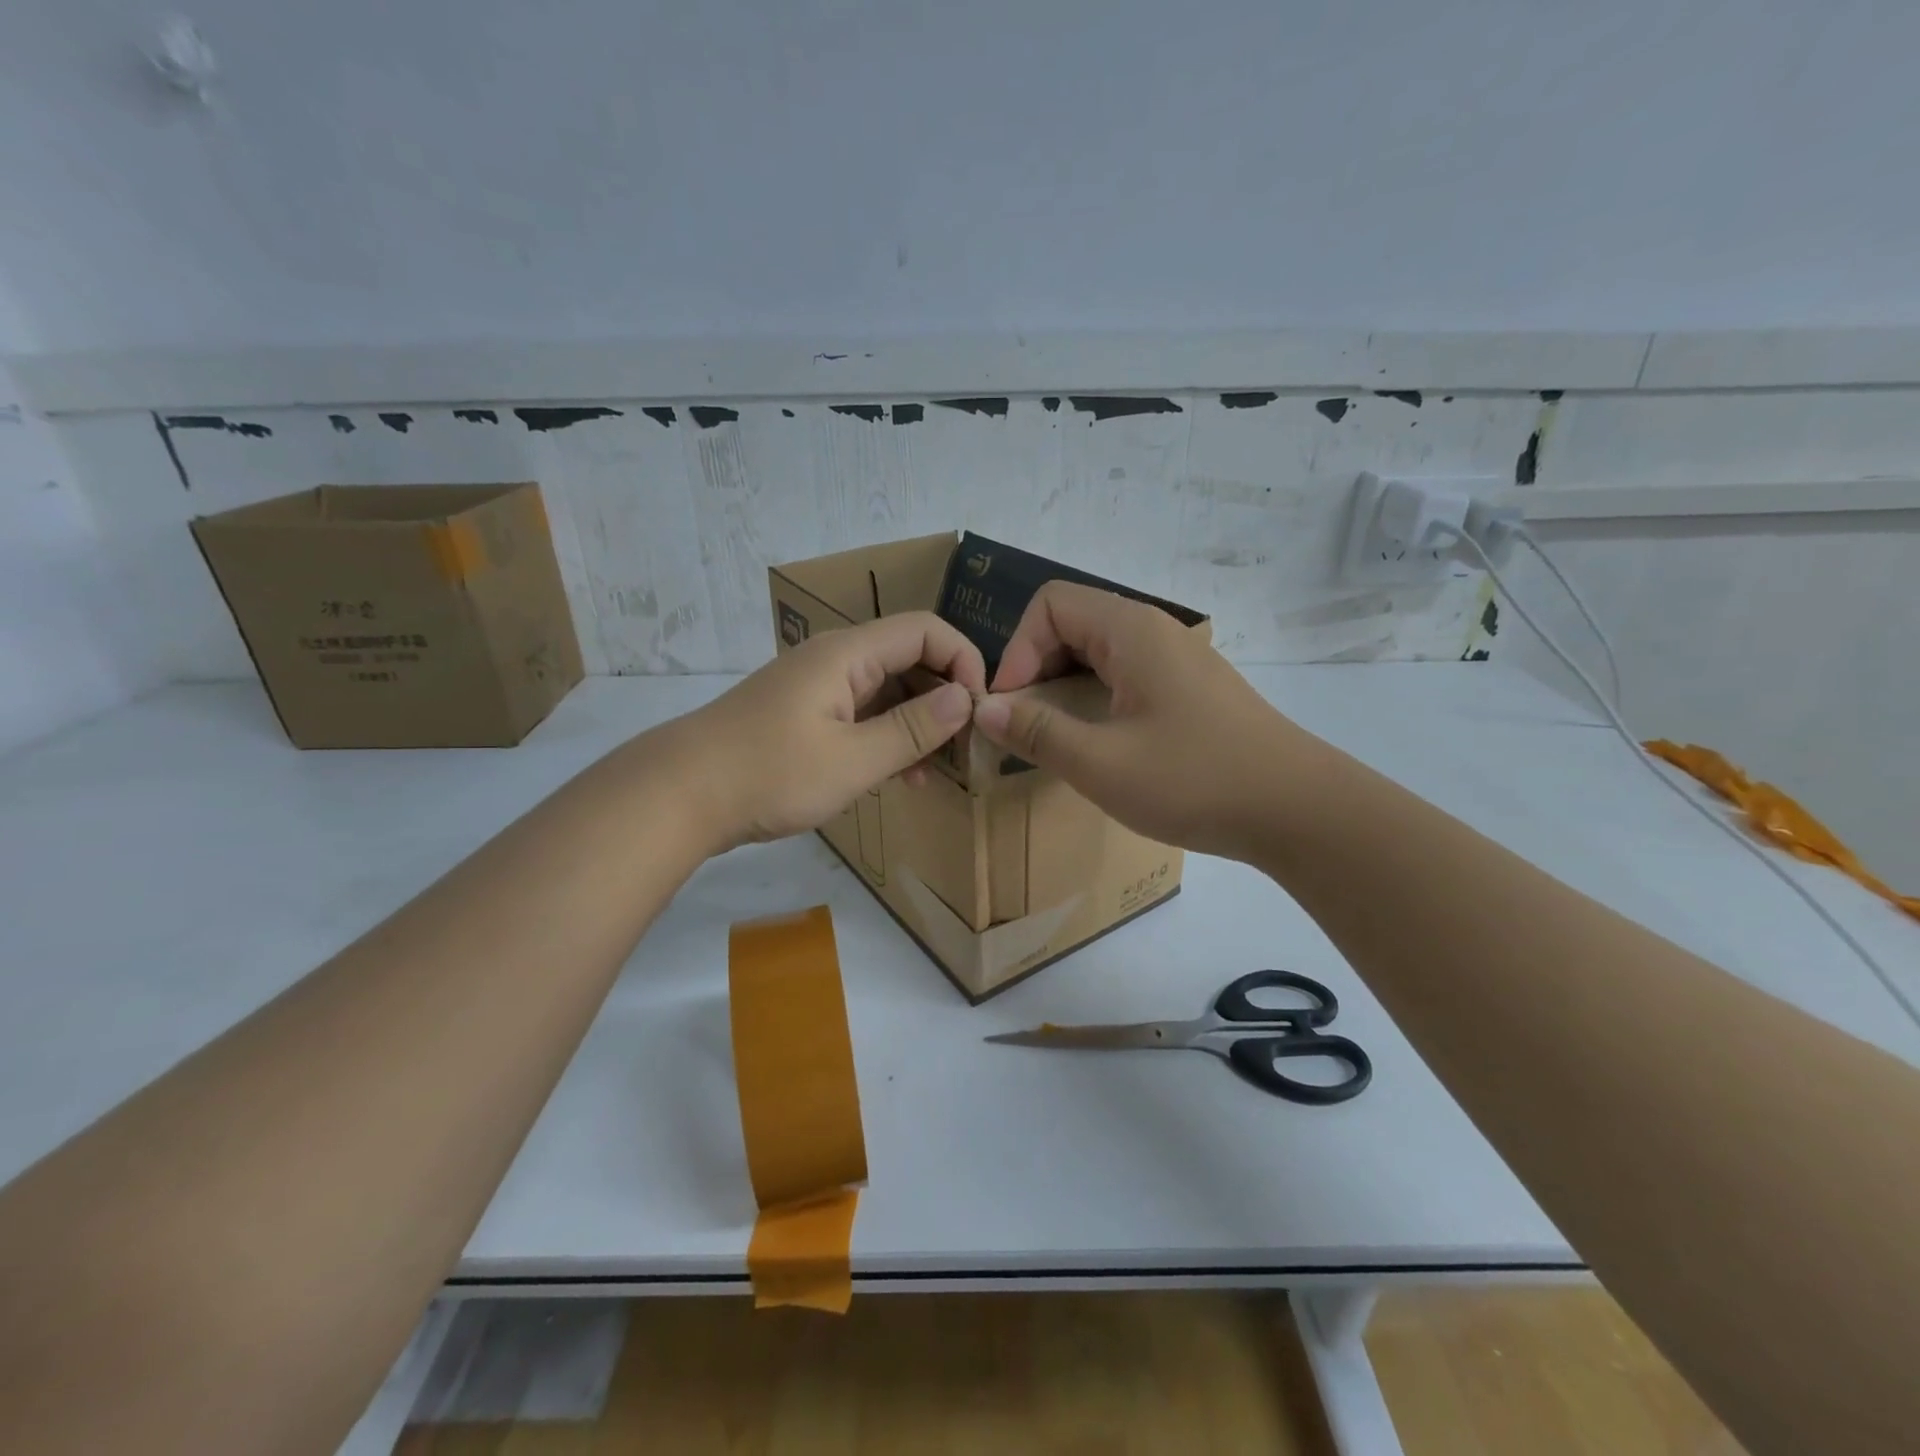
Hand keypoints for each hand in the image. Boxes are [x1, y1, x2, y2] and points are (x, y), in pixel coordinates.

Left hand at [671, 611, 985, 851]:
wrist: (679, 794)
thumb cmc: (769, 773)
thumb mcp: (852, 760)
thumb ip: (912, 729)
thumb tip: (965, 699)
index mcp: (847, 654)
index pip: (925, 630)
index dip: (962, 660)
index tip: (980, 709)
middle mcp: (835, 660)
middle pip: (909, 659)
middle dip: (944, 697)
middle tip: (965, 747)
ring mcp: (817, 688)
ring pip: (887, 691)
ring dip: (918, 724)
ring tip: (937, 771)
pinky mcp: (805, 716)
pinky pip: (862, 715)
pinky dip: (887, 738)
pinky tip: (901, 777)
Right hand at [971, 582, 1325, 860]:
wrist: (1298, 809)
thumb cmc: (1194, 779)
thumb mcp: (1102, 763)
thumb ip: (1037, 732)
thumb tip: (986, 708)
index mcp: (1131, 631)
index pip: (1050, 605)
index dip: (1018, 650)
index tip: (1012, 707)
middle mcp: (1154, 631)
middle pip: (1072, 623)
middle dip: (1036, 668)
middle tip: (1025, 724)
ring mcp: (1177, 660)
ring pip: (1098, 652)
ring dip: (1065, 687)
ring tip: (1055, 737)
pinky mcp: (1190, 690)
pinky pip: (1125, 675)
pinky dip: (1096, 698)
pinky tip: (1099, 743)